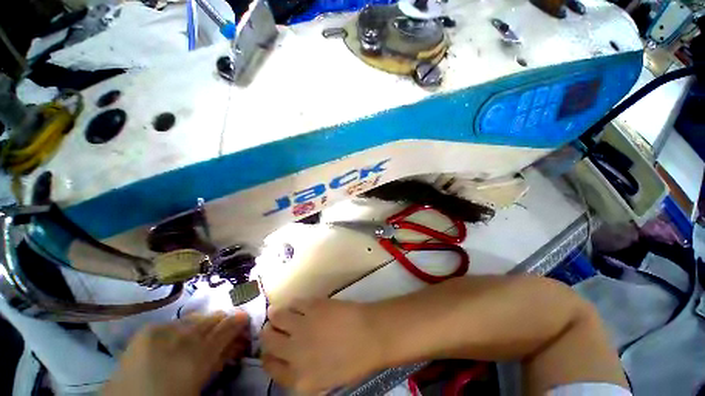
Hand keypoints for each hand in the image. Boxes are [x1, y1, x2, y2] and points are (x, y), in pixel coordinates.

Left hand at [103, 311, 249, 395]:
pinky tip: (183, 334)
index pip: (226, 330)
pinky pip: (176, 322)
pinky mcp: (148, 330)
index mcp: (199, 357)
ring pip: (196, 318)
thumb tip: (232, 346)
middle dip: (223, 321)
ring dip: (205, 323)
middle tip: (227, 326)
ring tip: (205, 330)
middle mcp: (184, 339)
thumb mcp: (199, 385)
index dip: (238, 321)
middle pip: (212, 320)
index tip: (245, 317)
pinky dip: (184, 326)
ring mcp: (164, 331)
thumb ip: (217, 362)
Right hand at [261, 299, 384, 392]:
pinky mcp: (312, 306)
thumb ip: (303, 374)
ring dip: (275, 314)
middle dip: (268, 333)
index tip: (270, 349)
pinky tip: (296, 305)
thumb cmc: (353, 362)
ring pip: (276, 317)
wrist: (370, 335)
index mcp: (298, 378)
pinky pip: (294, 302)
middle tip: (272, 327)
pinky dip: (293, 303)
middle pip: (268, 340)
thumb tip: (290, 360)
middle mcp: (294, 353)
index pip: (269, 366)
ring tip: (278, 313)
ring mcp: (303, 326)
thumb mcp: (325, 381)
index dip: (267, 355)